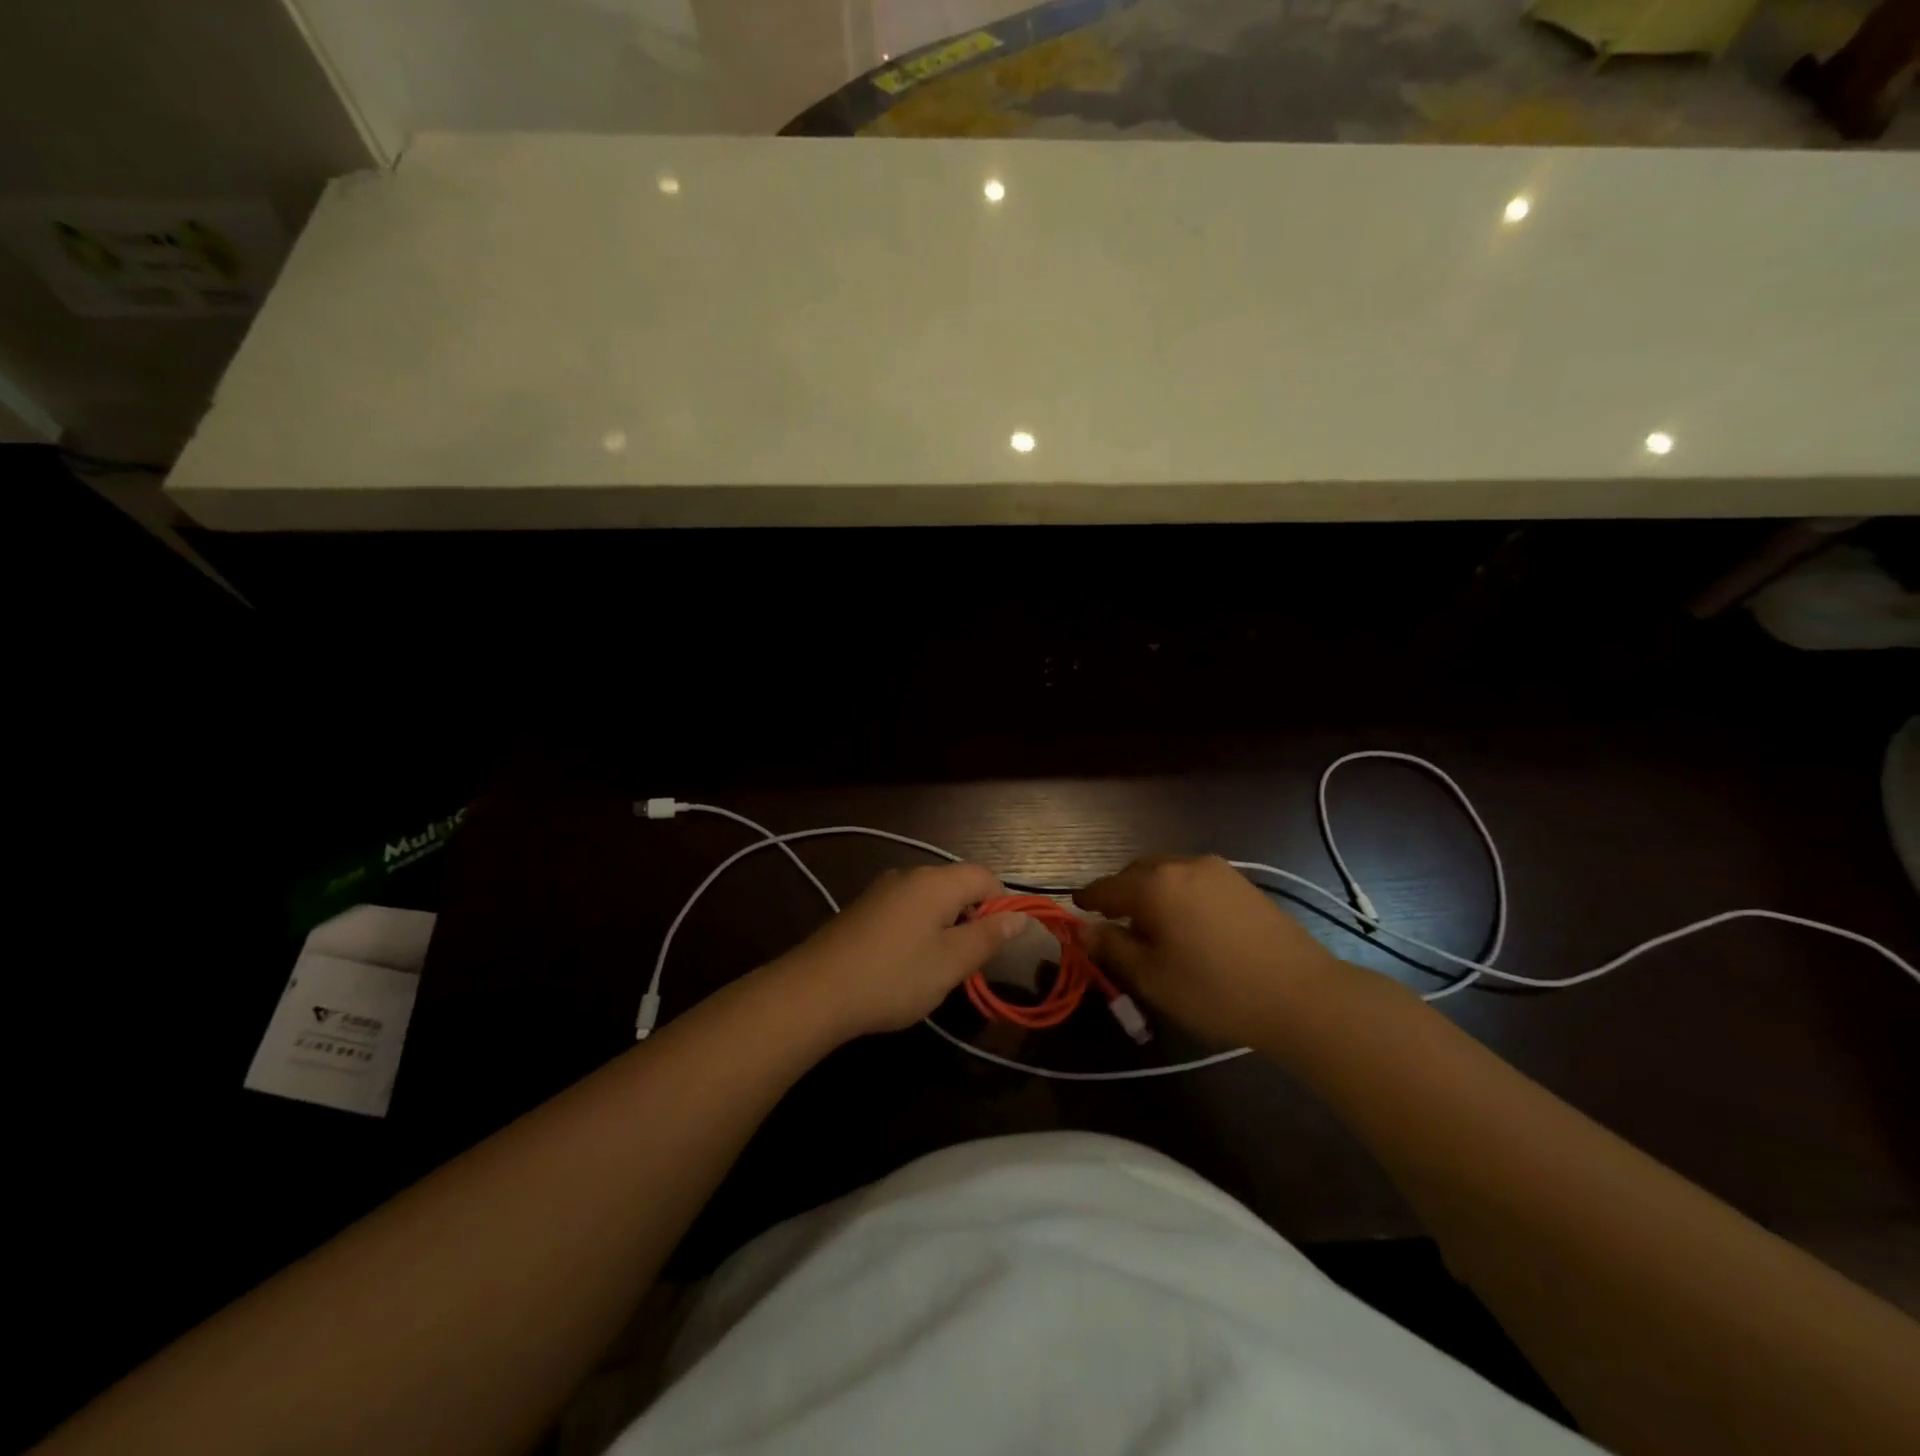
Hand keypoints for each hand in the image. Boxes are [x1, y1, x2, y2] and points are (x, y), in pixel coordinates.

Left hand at [774, 864, 1025, 1038]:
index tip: (997, 943)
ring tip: (936, 968)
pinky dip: (917, 931)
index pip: (985, 875)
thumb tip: (1019, 916)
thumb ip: (988, 937)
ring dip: (944, 927)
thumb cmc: (894, 976)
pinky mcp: (862, 909)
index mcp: (936, 882)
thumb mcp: (951, 963)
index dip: (1001, 904)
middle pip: (956, 885)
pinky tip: (904, 966)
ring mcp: (881, 890)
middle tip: (967, 962)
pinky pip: (905, 910)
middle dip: (971, 918)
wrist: (815, 991)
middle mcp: (909, 875)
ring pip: (930, 900)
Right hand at [1074, 856, 1347, 1044]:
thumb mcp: (1153, 978)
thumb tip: (1086, 931)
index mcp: (1154, 885)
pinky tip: (1185, 921)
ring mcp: (1216, 870)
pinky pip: (1193, 878)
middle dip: (1120, 892)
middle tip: (1112, 920)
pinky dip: (1177, 892)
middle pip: (1137, 872)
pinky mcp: (1241, 883)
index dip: (1088, 899)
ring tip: (1150, 922)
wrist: (1301, 994)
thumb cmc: (1215, 990)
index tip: (1074, 906)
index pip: (1107, 887)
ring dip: (1150, 890)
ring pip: (1167, 872)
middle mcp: (1182, 865)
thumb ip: (1113, 949)